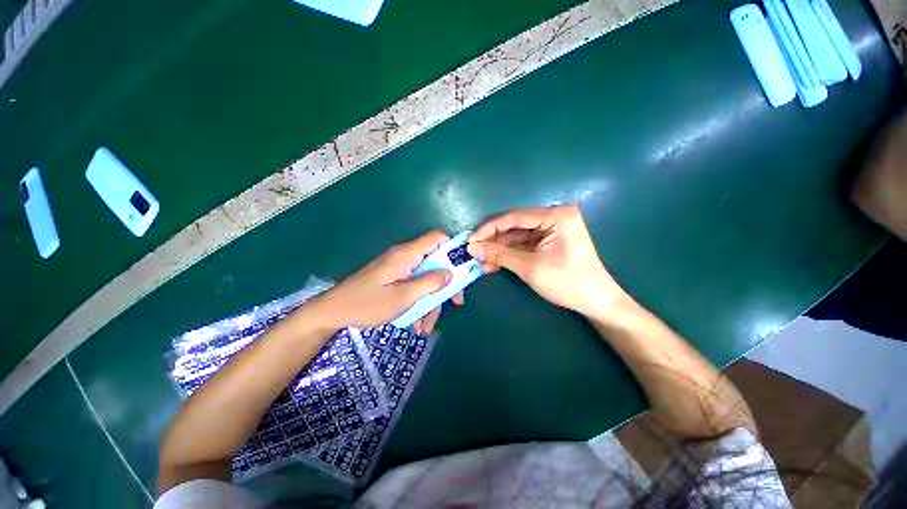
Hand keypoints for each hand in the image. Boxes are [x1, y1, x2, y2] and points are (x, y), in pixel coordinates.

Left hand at [311, 231, 463, 333]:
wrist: (333, 311)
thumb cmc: (368, 303)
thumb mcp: (403, 296)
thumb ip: (429, 283)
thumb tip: (450, 273)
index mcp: (407, 255)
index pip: (437, 238)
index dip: (452, 249)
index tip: (462, 268)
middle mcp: (405, 257)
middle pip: (434, 263)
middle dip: (444, 285)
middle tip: (452, 304)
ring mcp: (398, 268)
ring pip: (424, 278)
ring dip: (429, 300)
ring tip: (425, 326)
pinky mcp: (393, 277)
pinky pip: (412, 285)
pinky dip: (417, 301)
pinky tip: (415, 322)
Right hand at [467, 204, 625, 317]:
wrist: (596, 302)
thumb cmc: (567, 282)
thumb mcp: (529, 267)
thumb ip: (499, 255)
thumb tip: (472, 248)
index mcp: (556, 216)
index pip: (514, 217)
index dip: (489, 228)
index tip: (471, 240)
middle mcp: (554, 216)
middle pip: (514, 226)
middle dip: (493, 241)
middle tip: (474, 252)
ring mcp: (552, 229)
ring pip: (517, 236)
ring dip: (499, 250)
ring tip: (482, 263)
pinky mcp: (549, 241)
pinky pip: (524, 244)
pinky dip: (510, 254)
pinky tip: (495, 264)